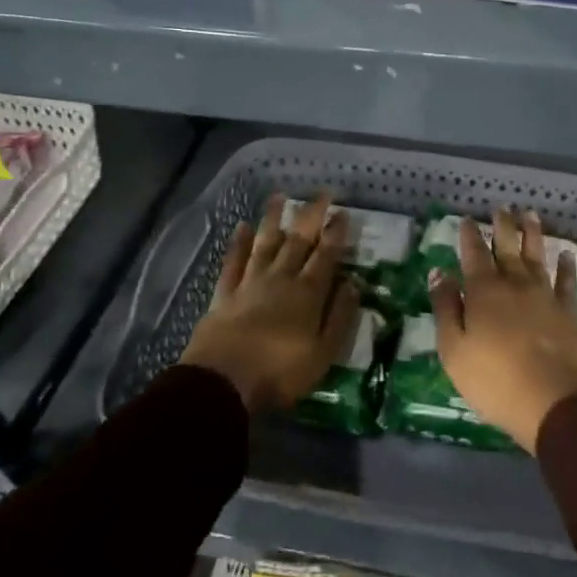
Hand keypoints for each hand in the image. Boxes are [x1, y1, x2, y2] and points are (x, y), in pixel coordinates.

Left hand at [181, 193, 359, 413]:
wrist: (223, 382)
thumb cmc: (280, 372)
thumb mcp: (323, 353)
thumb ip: (340, 316)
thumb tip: (353, 284)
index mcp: (308, 293)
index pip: (326, 255)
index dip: (336, 233)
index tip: (343, 213)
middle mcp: (281, 279)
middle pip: (298, 241)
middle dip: (311, 215)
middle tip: (322, 193)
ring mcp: (250, 283)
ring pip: (265, 243)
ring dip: (273, 219)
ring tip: (279, 196)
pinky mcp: (225, 294)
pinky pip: (233, 261)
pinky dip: (238, 243)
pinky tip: (242, 226)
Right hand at [430, 208, 576, 453]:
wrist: (551, 400)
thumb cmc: (493, 379)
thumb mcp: (453, 349)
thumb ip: (446, 308)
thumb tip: (439, 273)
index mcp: (483, 291)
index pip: (474, 254)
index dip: (469, 235)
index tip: (467, 218)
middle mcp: (515, 284)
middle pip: (508, 247)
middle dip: (503, 225)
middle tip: (503, 206)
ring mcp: (545, 296)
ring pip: (538, 256)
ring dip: (533, 234)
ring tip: (531, 215)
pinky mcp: (569, 312)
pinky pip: (569, 282)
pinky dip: (568, 266)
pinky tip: (567, 254)